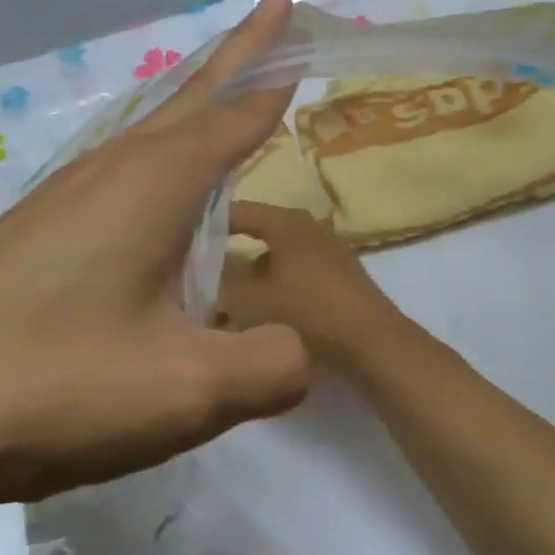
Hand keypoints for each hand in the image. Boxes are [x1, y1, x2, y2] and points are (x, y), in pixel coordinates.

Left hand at [0, 0, 313, 554]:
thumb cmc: (47, 386)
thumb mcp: (184, 389)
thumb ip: (270, 366)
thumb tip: (299, 351)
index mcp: (154, 184)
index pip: (236, 111)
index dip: (276, 72)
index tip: (304, 26)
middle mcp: (110, 172)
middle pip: (190, 97)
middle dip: (239, 54)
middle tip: (275, 13)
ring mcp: (61, 199)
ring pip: (148, 131)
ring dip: (195, 103)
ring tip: (227, 96)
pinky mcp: (31, 235)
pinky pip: (119, 173)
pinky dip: (159, 158)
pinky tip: (155, 191)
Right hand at [216, 203, 406, 373]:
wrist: (372, 343)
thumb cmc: (309, 313)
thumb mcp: (252, 302)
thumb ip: (220, 286)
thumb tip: (197, 278)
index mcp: (287, 222)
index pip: (240, 210)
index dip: (209, 222)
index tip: (183, 238)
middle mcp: (309, 228)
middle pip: (259, 232)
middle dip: (230, 250)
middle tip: (199, 270)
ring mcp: (328, 251)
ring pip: (277, 255)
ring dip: (253, 272)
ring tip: (226, 296)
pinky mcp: (339, 276)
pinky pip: (295, 272)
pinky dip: (275, 284)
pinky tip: (261, 310)